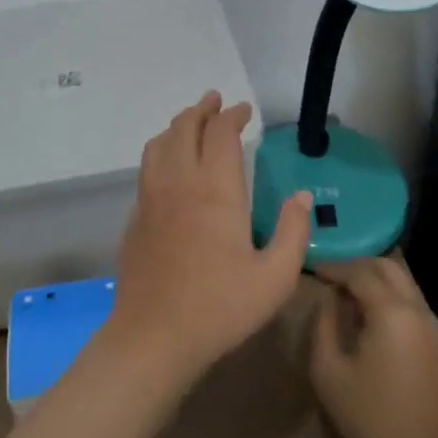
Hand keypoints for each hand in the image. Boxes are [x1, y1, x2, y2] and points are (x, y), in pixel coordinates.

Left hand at [105, 92, 312, 383]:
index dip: (232, 115)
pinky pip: (146, 169)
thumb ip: (294, 232)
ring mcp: (151, 198)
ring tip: (191, 123)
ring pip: (159, 144)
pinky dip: (161, 152)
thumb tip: (302, 196)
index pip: (221, 134)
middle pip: (184, 128)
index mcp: (216, 190)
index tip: (244, 111)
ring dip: (177, 126)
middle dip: (202, 109)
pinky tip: (169, 167)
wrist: (154, 336)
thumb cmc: (220, 307)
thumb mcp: (275, 277)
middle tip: (215, 101)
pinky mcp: (135, 217)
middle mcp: (180, 182)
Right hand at [309, 257, 437, 437]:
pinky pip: (408, 299)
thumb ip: (324, 325)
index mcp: (390, 311)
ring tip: (344, 293)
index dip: (334, 268)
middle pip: (386, 267)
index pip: (359, 272)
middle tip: (330, 277)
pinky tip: (366, 312)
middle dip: (357, 265)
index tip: (312, 270)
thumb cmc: (370, 416)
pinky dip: (387, 293)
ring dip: (373, 278)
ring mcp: (430, 323)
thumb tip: (328, 298)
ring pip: (401, 280)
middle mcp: (415, 308)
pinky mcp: (434, 339)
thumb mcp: (329, 371)